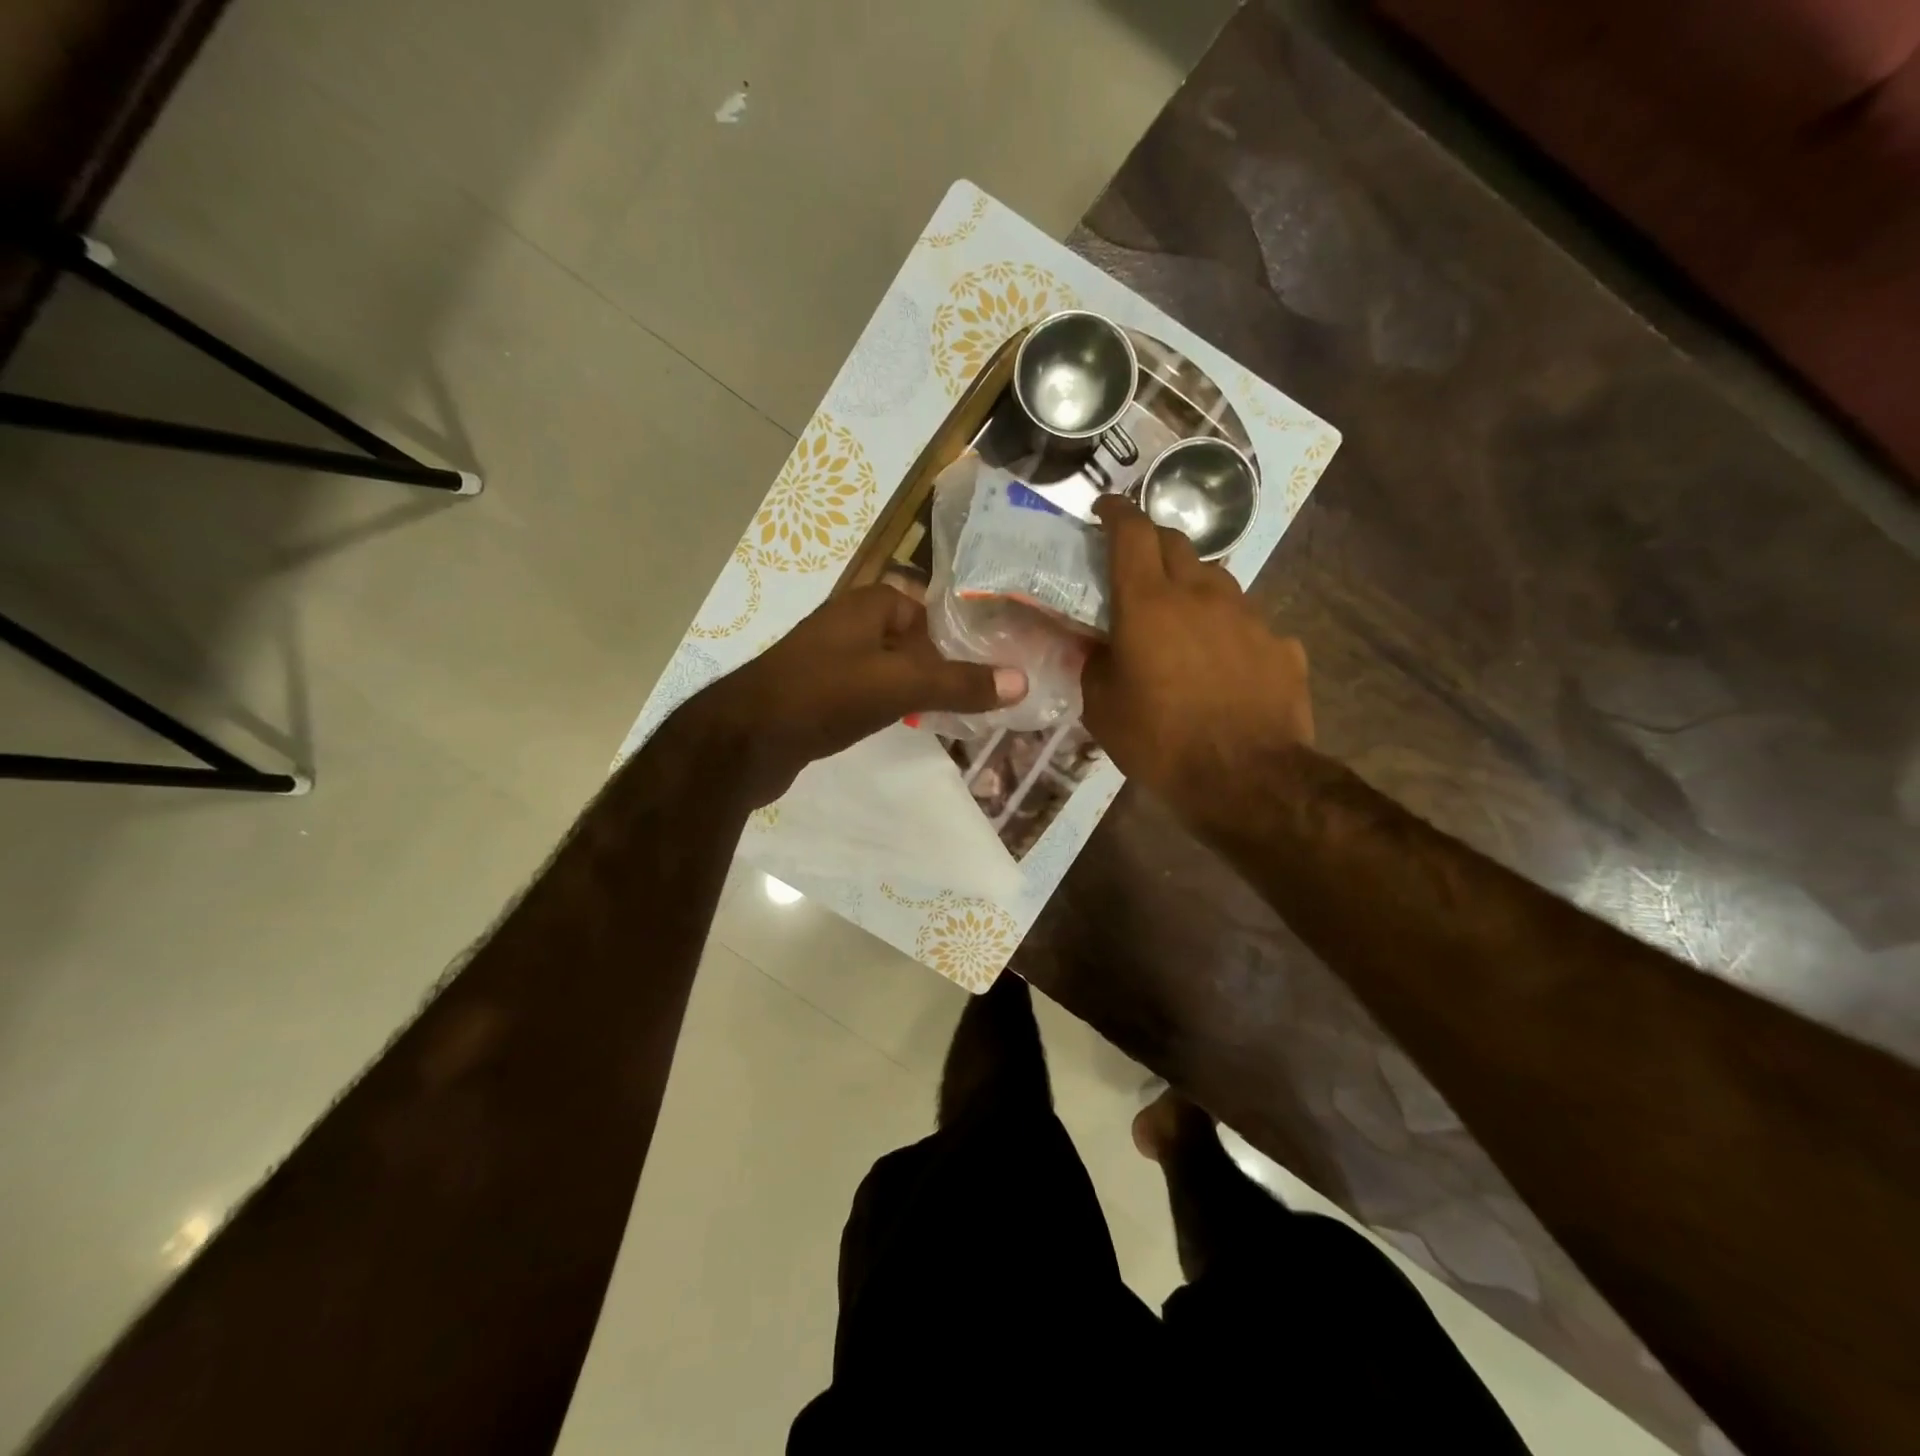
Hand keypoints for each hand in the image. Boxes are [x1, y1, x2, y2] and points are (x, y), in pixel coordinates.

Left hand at [691, 583, 1026, 806]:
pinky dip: (890, 705)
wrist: (745, 740)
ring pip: (890, 668)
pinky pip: (868, 692)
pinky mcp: (818, 693)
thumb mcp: (901, 685)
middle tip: (980, 694)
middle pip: (912, 639)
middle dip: (943, 665)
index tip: (990, 663)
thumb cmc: (825, 695)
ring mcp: (829, 660)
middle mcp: (847, 624)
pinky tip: (906, 725)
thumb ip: (960, 683)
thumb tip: (1021, 680)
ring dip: (918, 688)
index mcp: (867, 604)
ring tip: (954, 713)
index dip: (958, 634)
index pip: (927, 607)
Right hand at [1081, 496, 1313, 819]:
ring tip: (1181, 619)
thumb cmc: (1161, 742)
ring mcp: (1248, 616)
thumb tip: (1098, 648)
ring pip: (1215, 579)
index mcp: (1148, 604)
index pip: (1132, 532)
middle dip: (1152, 543)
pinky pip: (1247, 623)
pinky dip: (1226, 630)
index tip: (1104, 508)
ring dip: (1191, 586)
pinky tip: (1223, 664)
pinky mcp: (1281, 644)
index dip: (1116, 512)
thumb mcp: (1103, 709)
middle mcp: (1201, 595)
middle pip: (1176, 543)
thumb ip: (1095, 666)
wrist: (1248, 780)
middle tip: (1136, 566)